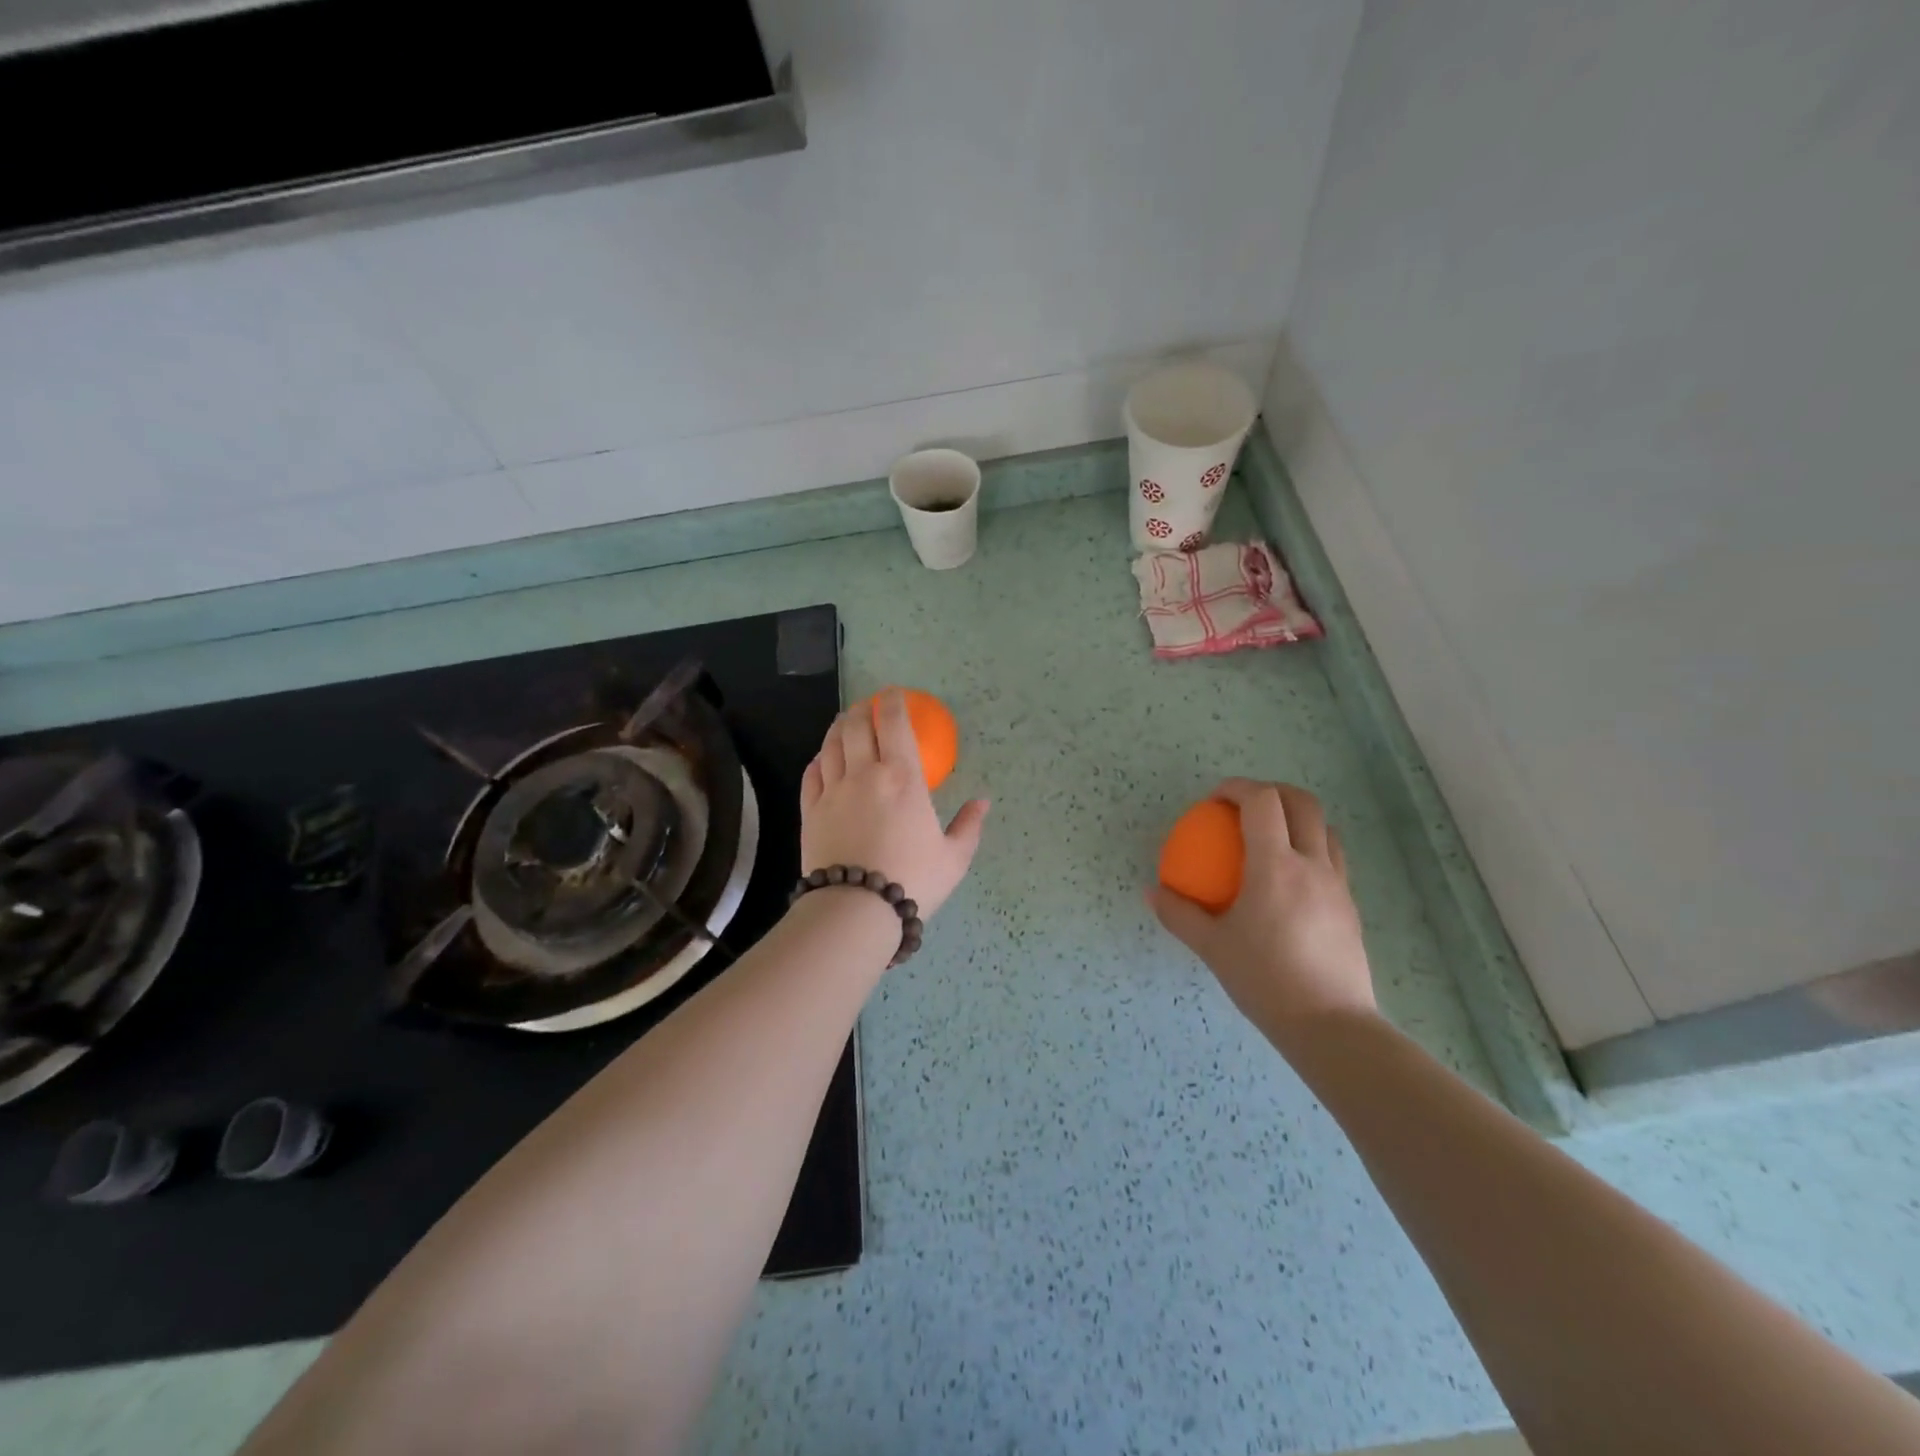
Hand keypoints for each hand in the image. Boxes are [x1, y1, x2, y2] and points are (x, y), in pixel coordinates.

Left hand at [800, 689, 989, 920]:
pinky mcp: (810, 811)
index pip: (893, 723)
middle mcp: (864, 774)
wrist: (856, 909)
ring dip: (838, 728)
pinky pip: (811, 774)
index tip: (893, 694)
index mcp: (903, 777)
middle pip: (855, 726)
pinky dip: (818, 759)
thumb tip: (983, 802)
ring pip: (830, 745)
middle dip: (862, 709)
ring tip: (844, 723)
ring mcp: (833, 791)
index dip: (892, 701)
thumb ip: (969, 826)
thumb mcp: (954, 858)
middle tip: (867, 708)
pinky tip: (822, 759)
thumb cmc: (913, 880)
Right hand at [1150, 779, 1376, 1046]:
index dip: (1237, 788)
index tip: (1214, 800)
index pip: (1262, 802)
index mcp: (1276, 866)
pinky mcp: (1350, 906)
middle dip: (1272, 790)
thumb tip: (1153, 892)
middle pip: (1303, 802)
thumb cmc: (1265, 981)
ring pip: (1325, 828)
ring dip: (1296, 818)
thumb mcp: (1212, 947)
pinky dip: (1309, 848)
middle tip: (1242, 807)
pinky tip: (1287, 879)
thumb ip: (1179, 914)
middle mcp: (1312, 864)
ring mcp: (1337, 884)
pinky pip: (1332, 859)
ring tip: (1269, 837)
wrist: (1331, 1026)